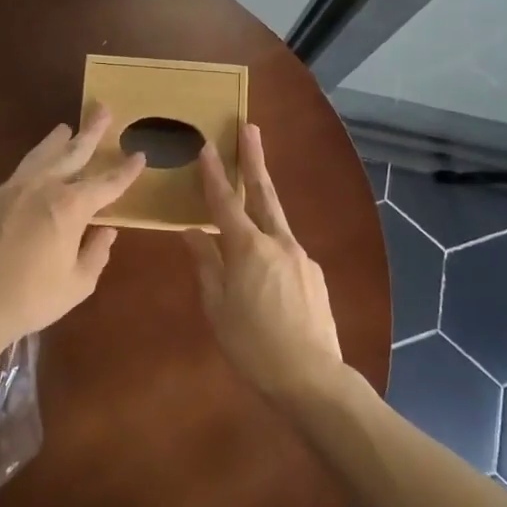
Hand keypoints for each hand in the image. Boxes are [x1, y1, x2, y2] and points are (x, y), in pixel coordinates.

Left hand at [0, 105, 145, 349]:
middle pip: (72, 152)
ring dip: (57, 141)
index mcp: (70, 207)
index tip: (139, 154)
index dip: (126, 171)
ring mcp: (13, 189)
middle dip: (91, 132)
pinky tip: (35, 167)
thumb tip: (106, 231)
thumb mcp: (77, 284)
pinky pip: (19, 173)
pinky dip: (33, 164)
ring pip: (40, 155)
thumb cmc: (31, 297)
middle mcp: (43, 188)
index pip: (107, 183)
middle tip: (102, 110)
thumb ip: (96, 253)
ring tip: (66, 127)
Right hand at [183, 124, 343, 403]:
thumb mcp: (218, 308)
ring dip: (262, 200)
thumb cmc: (253, 346)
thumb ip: (206, 266)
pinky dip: (271, 243)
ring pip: (276, 220)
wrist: (312, 379)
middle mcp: (278, 242)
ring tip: (250, 190)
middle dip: (254, 159)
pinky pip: (286, 249)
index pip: (225, 203)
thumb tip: (193, 234)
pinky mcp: (314, 274)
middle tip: (250, 128)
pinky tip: (264, 266)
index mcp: (248, 249)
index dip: (214, 174)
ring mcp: (301, 257)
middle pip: (263, 193)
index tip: (207, 147)